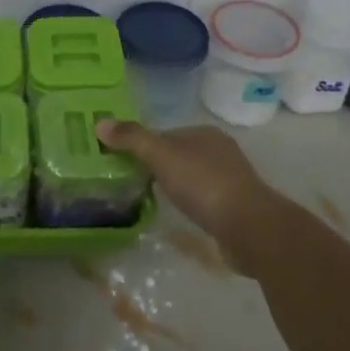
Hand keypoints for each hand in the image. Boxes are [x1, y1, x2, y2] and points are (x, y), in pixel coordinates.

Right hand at [95, 120, 288, 274]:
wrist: (249, 227)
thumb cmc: (203, 184)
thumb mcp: (161, 156)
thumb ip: (132, 139)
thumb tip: (100, 123)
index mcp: (205, 133)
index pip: (166, 133)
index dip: (144, 145)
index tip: (124, 161)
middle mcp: (221, 151)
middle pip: (180, 154)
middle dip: (159, 166)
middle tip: (133, 182)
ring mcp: (231, 180)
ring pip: (193, 177)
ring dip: (175, 186)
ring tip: (152, 200)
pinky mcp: (236, 207)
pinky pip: (204, 199)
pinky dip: (191, 204)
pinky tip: (181, 215)